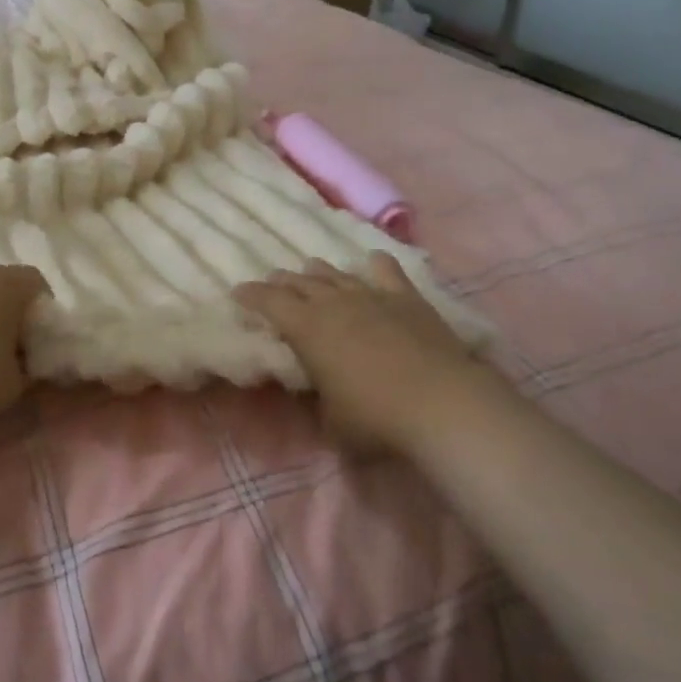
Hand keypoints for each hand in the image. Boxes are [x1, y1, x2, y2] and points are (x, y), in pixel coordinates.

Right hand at [234, 253, 491, 454]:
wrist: (442, 403)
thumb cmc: (375, 418)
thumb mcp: (330, 419)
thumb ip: (317, 397)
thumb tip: (316, 386)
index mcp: (306, 328)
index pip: (268, 302)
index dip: (250, 296)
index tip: (238, 293)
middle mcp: (334, 303)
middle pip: (299, 282)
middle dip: (281, 282)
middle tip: (271, 283)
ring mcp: (371, 295)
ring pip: (336, 274)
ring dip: (318, 272)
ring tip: (310, 270)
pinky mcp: (407, 298)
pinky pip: (386, 271)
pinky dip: (374, 265)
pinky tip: (371, 261)